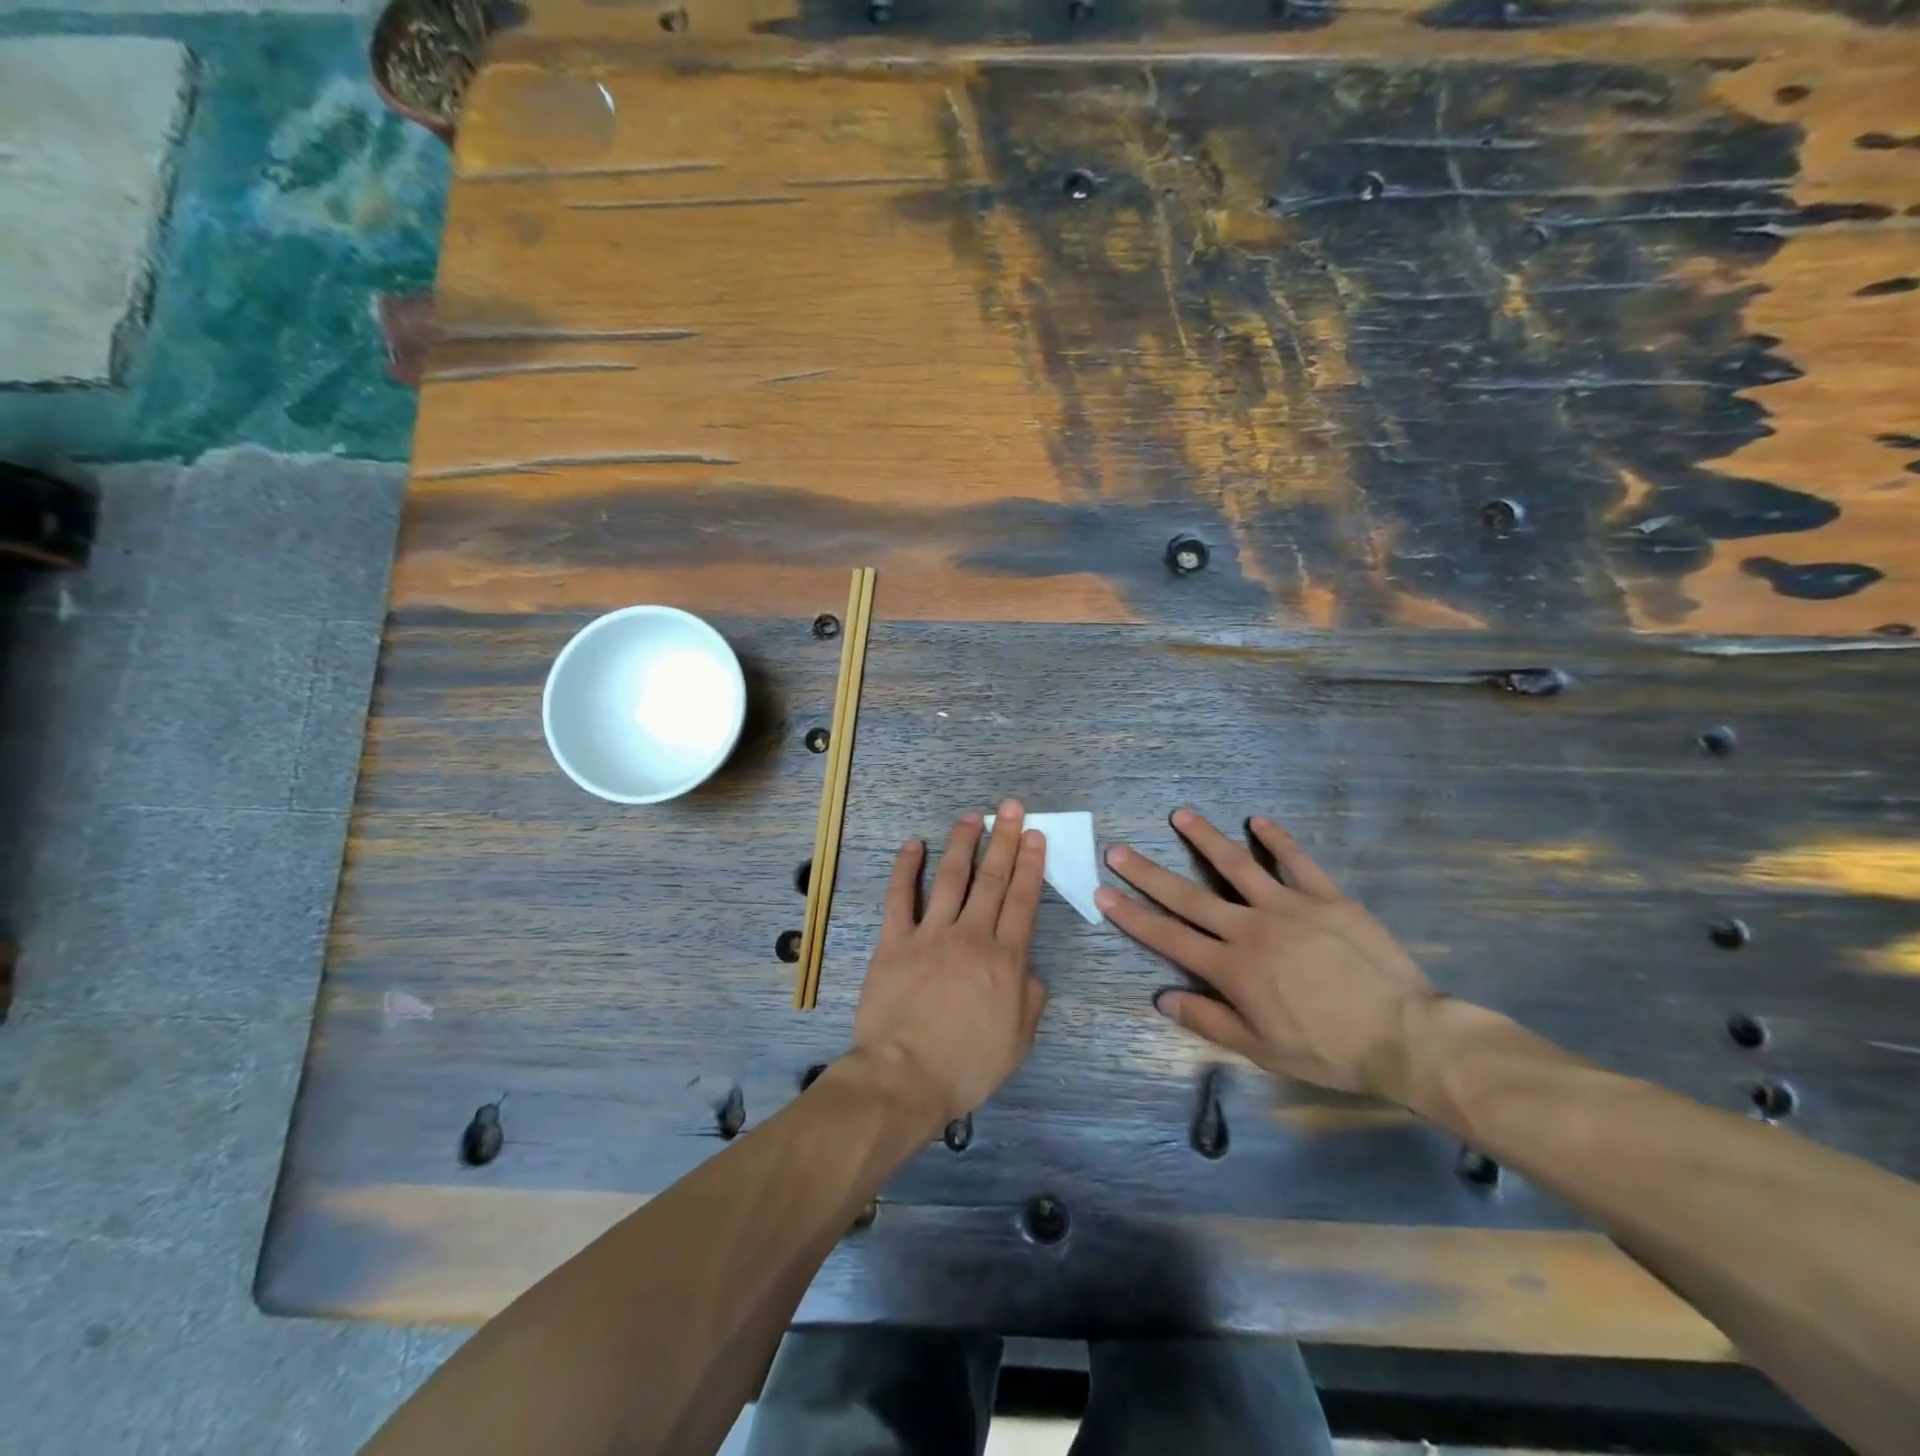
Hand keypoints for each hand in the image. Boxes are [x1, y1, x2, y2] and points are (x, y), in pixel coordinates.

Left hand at [850, 801, 1049, 1128]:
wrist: (904, 1076)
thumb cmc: (966, 1065)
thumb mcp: (1018, 1042)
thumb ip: (1030, 1000)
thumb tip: (1030, 971)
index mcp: (1005, 959)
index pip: (1023, 901)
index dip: (1031, 865)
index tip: (1035, 836)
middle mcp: (971, 936)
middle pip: (992, 880)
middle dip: (1005, 840)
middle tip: (1011, 809)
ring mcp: (930, 935)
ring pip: (951, 878)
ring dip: (962, 844)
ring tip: (972, 817)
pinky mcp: (895, 942)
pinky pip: (900, 897)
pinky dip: (907, 869)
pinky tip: (914, 845)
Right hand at [1095, 809, 1435, 1099]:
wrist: (1405, 1035)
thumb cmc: (1329, 1050)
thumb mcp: (1262, 1048)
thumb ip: (1208, 1019)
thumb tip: (1161, 997)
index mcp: (1232, 968)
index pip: (1169, 936)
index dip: (1132, 915)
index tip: (1103, 893)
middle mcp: (1251, 928)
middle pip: (1188, 896)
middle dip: (1147, 873)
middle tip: (1118, 849)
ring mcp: (1289, 906)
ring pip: (1236, 865)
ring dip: (1205, 838)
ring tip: (1180, 815)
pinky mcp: (1326, 897)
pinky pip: (1297, 861)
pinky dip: (1276, 839)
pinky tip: (1258, 821)